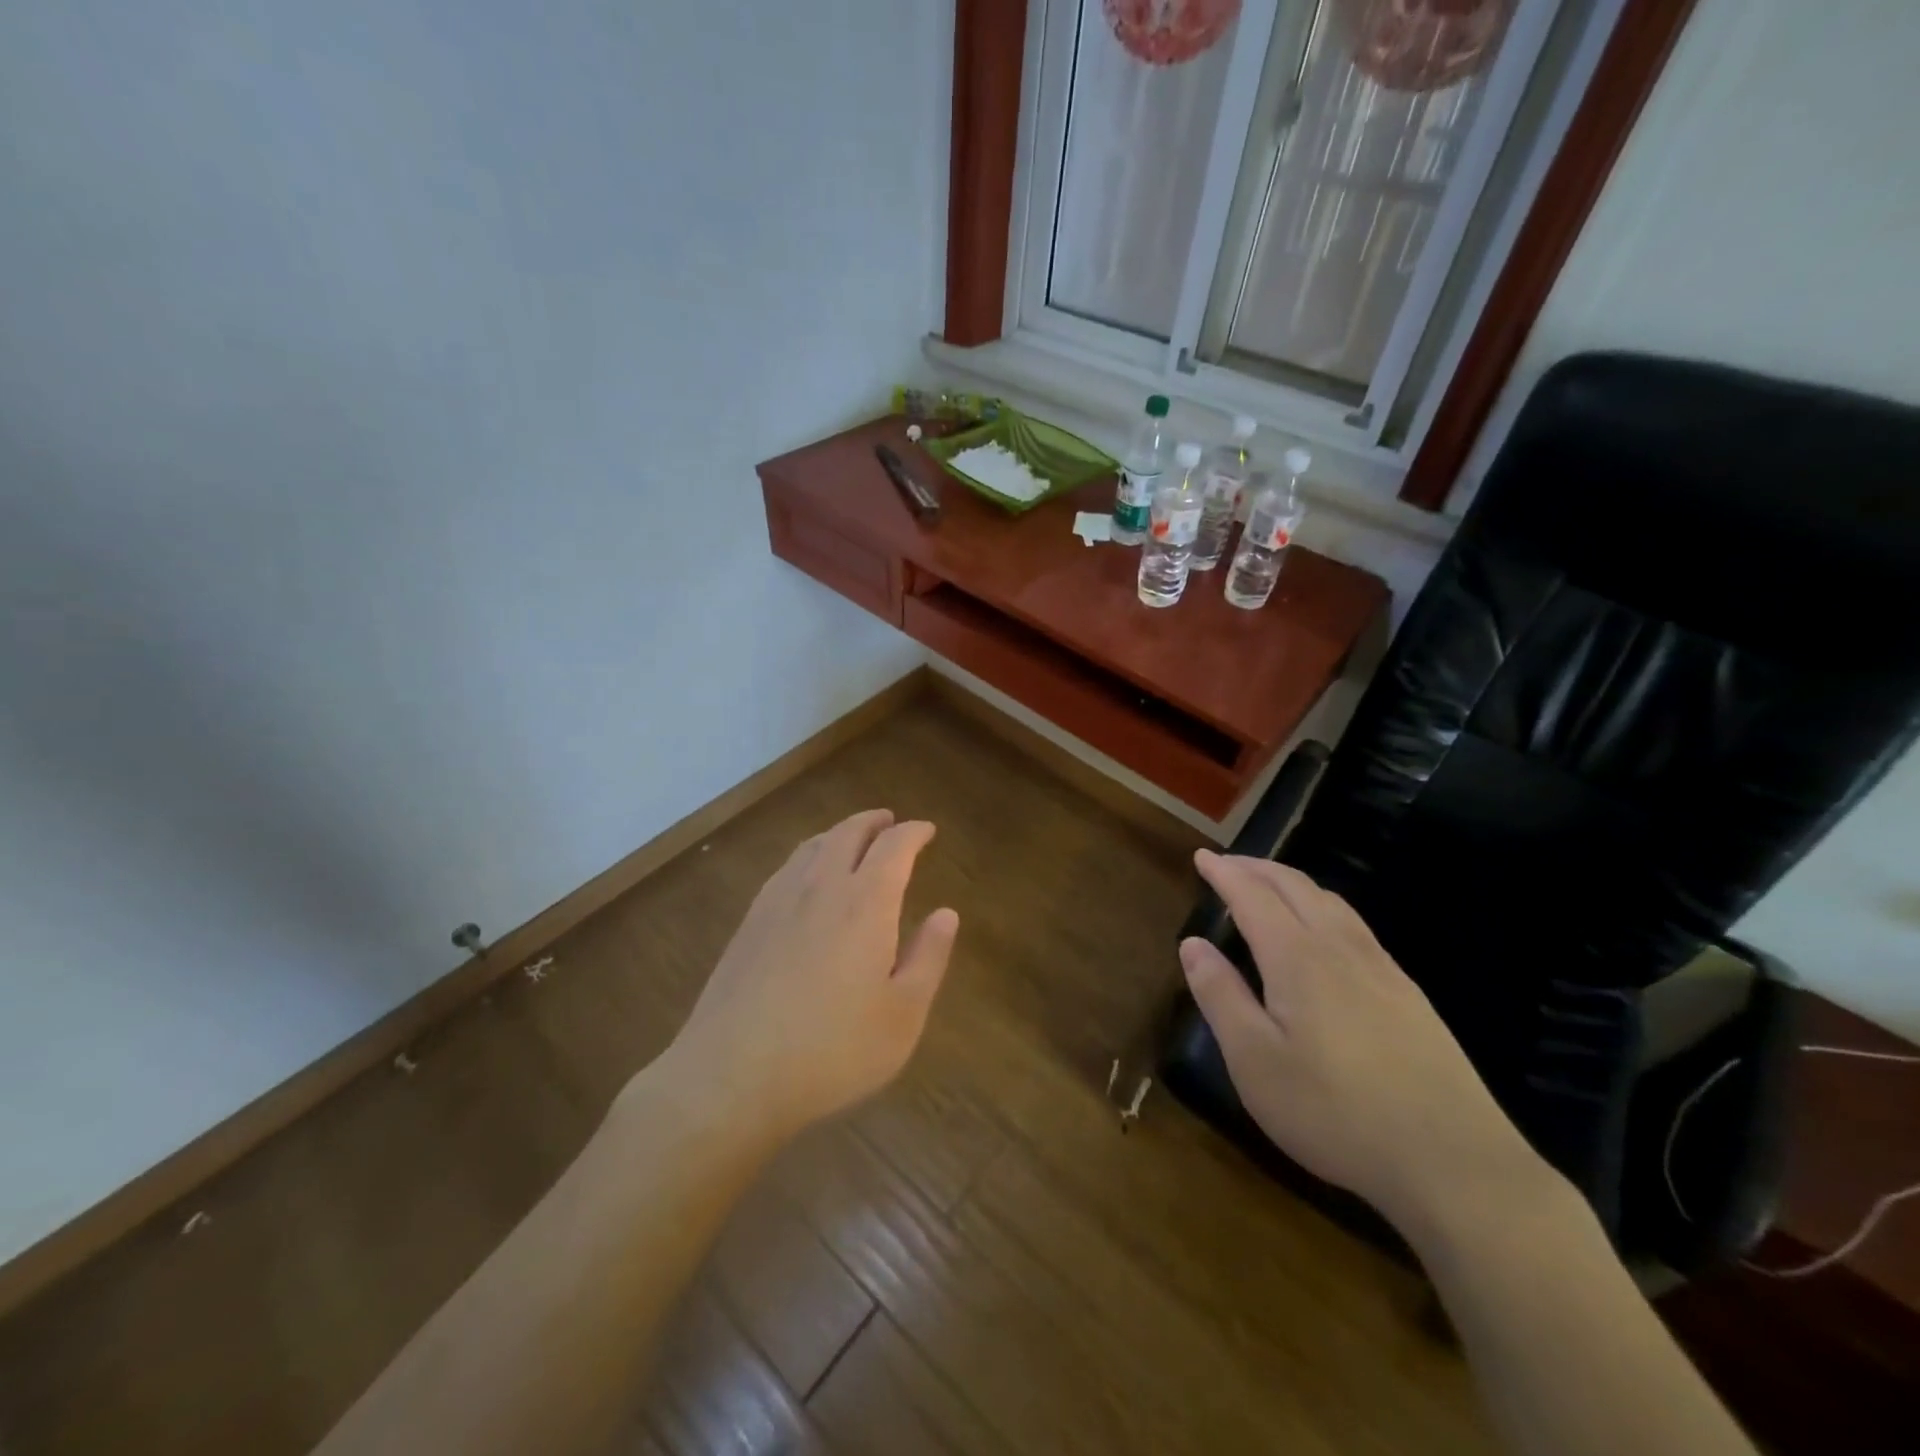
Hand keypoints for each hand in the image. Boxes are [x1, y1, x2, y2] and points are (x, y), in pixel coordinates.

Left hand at [657, 810, 958, 1140]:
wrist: (732, 1076)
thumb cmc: (833, 1050)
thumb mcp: (903, 1014)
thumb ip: (929, 957)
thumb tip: (946, 913)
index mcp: (866, 902)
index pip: (894, 846)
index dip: (914, 833)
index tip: (927, 830)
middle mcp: (821, 887)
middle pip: (848, 833)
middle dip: (874, 822)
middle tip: (890, 822)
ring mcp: (778, 901)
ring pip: (813, 846)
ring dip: (839, 833)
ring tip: (852, 839)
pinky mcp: (749, 923)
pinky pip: (786, 868)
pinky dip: (808, 856)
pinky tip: (807, 877)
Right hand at [1180, 851, 1535, 1229]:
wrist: (1454, 1162)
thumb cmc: (1335, 1112)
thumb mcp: (1254, 1061)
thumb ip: (1220, 996)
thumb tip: (1192, 944)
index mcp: (1297, 958)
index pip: (1253, 896)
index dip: (1224, 873)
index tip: (1201, 856)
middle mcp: (1340, 949)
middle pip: (1295, 886)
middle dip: (1257, 868)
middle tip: (1227, 864)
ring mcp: (1382, 969)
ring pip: (1331, 902)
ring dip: (1292, 882)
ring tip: (1269, 887)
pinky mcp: (1409, 995)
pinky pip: (1356, 926)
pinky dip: (1324, 907)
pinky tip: (1324, 933)